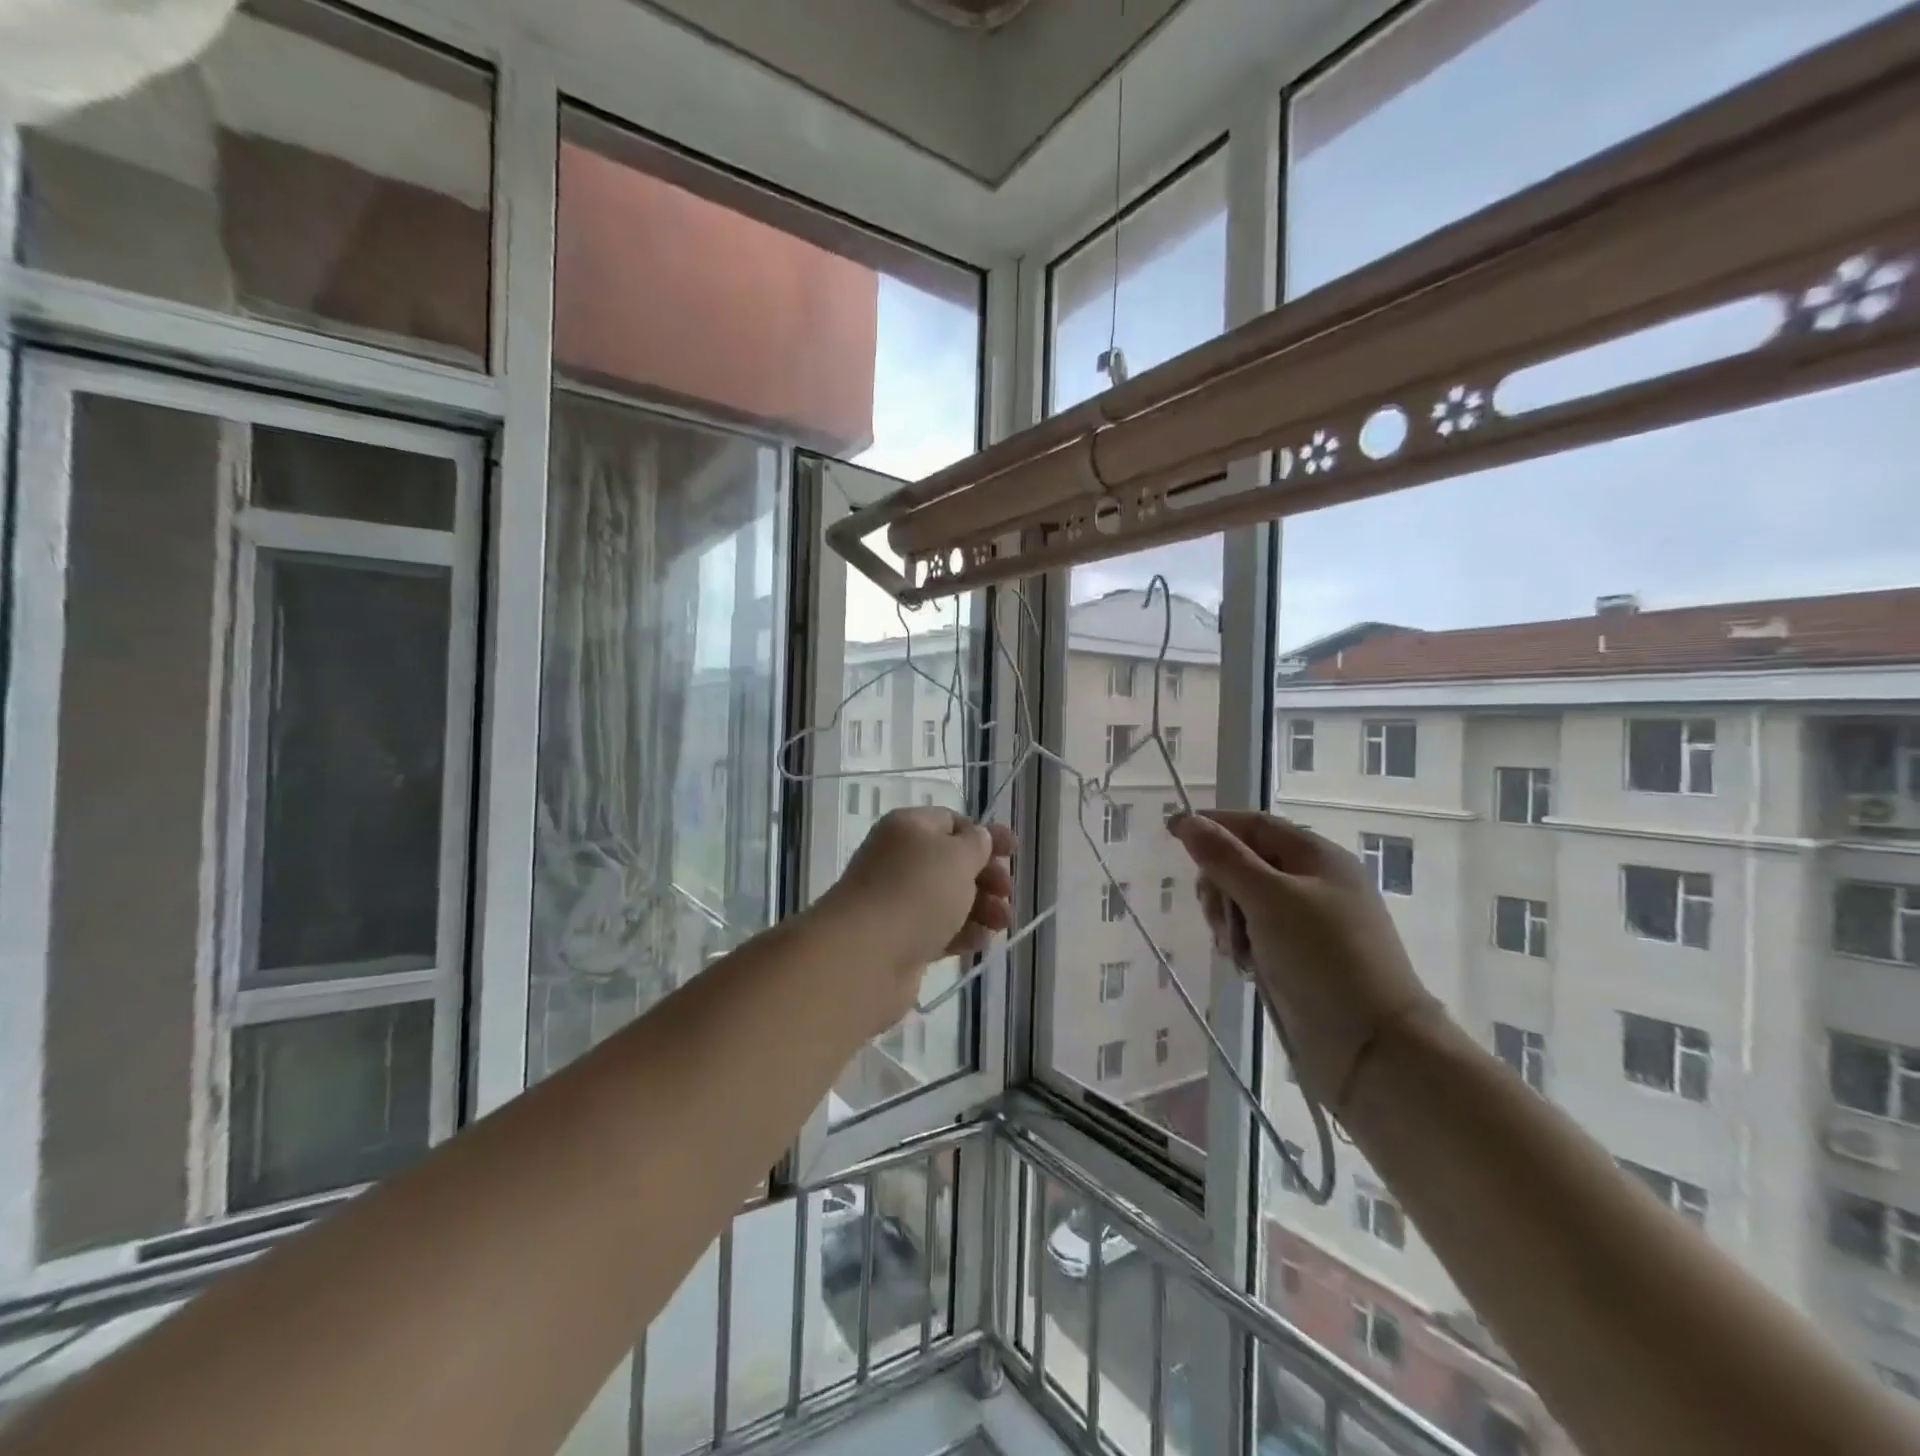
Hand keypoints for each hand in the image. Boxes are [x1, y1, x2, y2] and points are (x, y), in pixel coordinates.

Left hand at [818, 807, 1015, 1027]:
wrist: (865, 956)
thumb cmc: (916, 892)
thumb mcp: (957, 856)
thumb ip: (977, 844)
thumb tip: (978, 838)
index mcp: (908, 828)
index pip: (952, 822)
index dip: (984, 835)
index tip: (1013, 851)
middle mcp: (899, 860)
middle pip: (952, 863)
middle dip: (986, 877)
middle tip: (1007, 893)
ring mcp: (897, 902)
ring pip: (948, 899)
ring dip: (980, 908)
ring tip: (1002, 923)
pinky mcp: (900, 940)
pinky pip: (938, 930)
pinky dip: (962, 933)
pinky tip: (981, 942)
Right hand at [1169, 810, 1439, 1108]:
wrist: (1372, 1048)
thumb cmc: (1322, 958)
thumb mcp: (1268, 898)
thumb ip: (1224, 857)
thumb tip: (1186, 820)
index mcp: (1317, 857)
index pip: (1254, 825)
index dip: (1213, 825)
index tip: (1170, 832)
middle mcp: (1314, 883)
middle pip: (1245, 863)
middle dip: (1220, 884)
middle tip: (1217, 915)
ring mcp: (1309, 922)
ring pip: (1245, 901)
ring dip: (1228, 919)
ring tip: (1235, 950)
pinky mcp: (1300, 957)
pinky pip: (1256, 934)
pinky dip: (1242, 943)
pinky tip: (1244, 965)